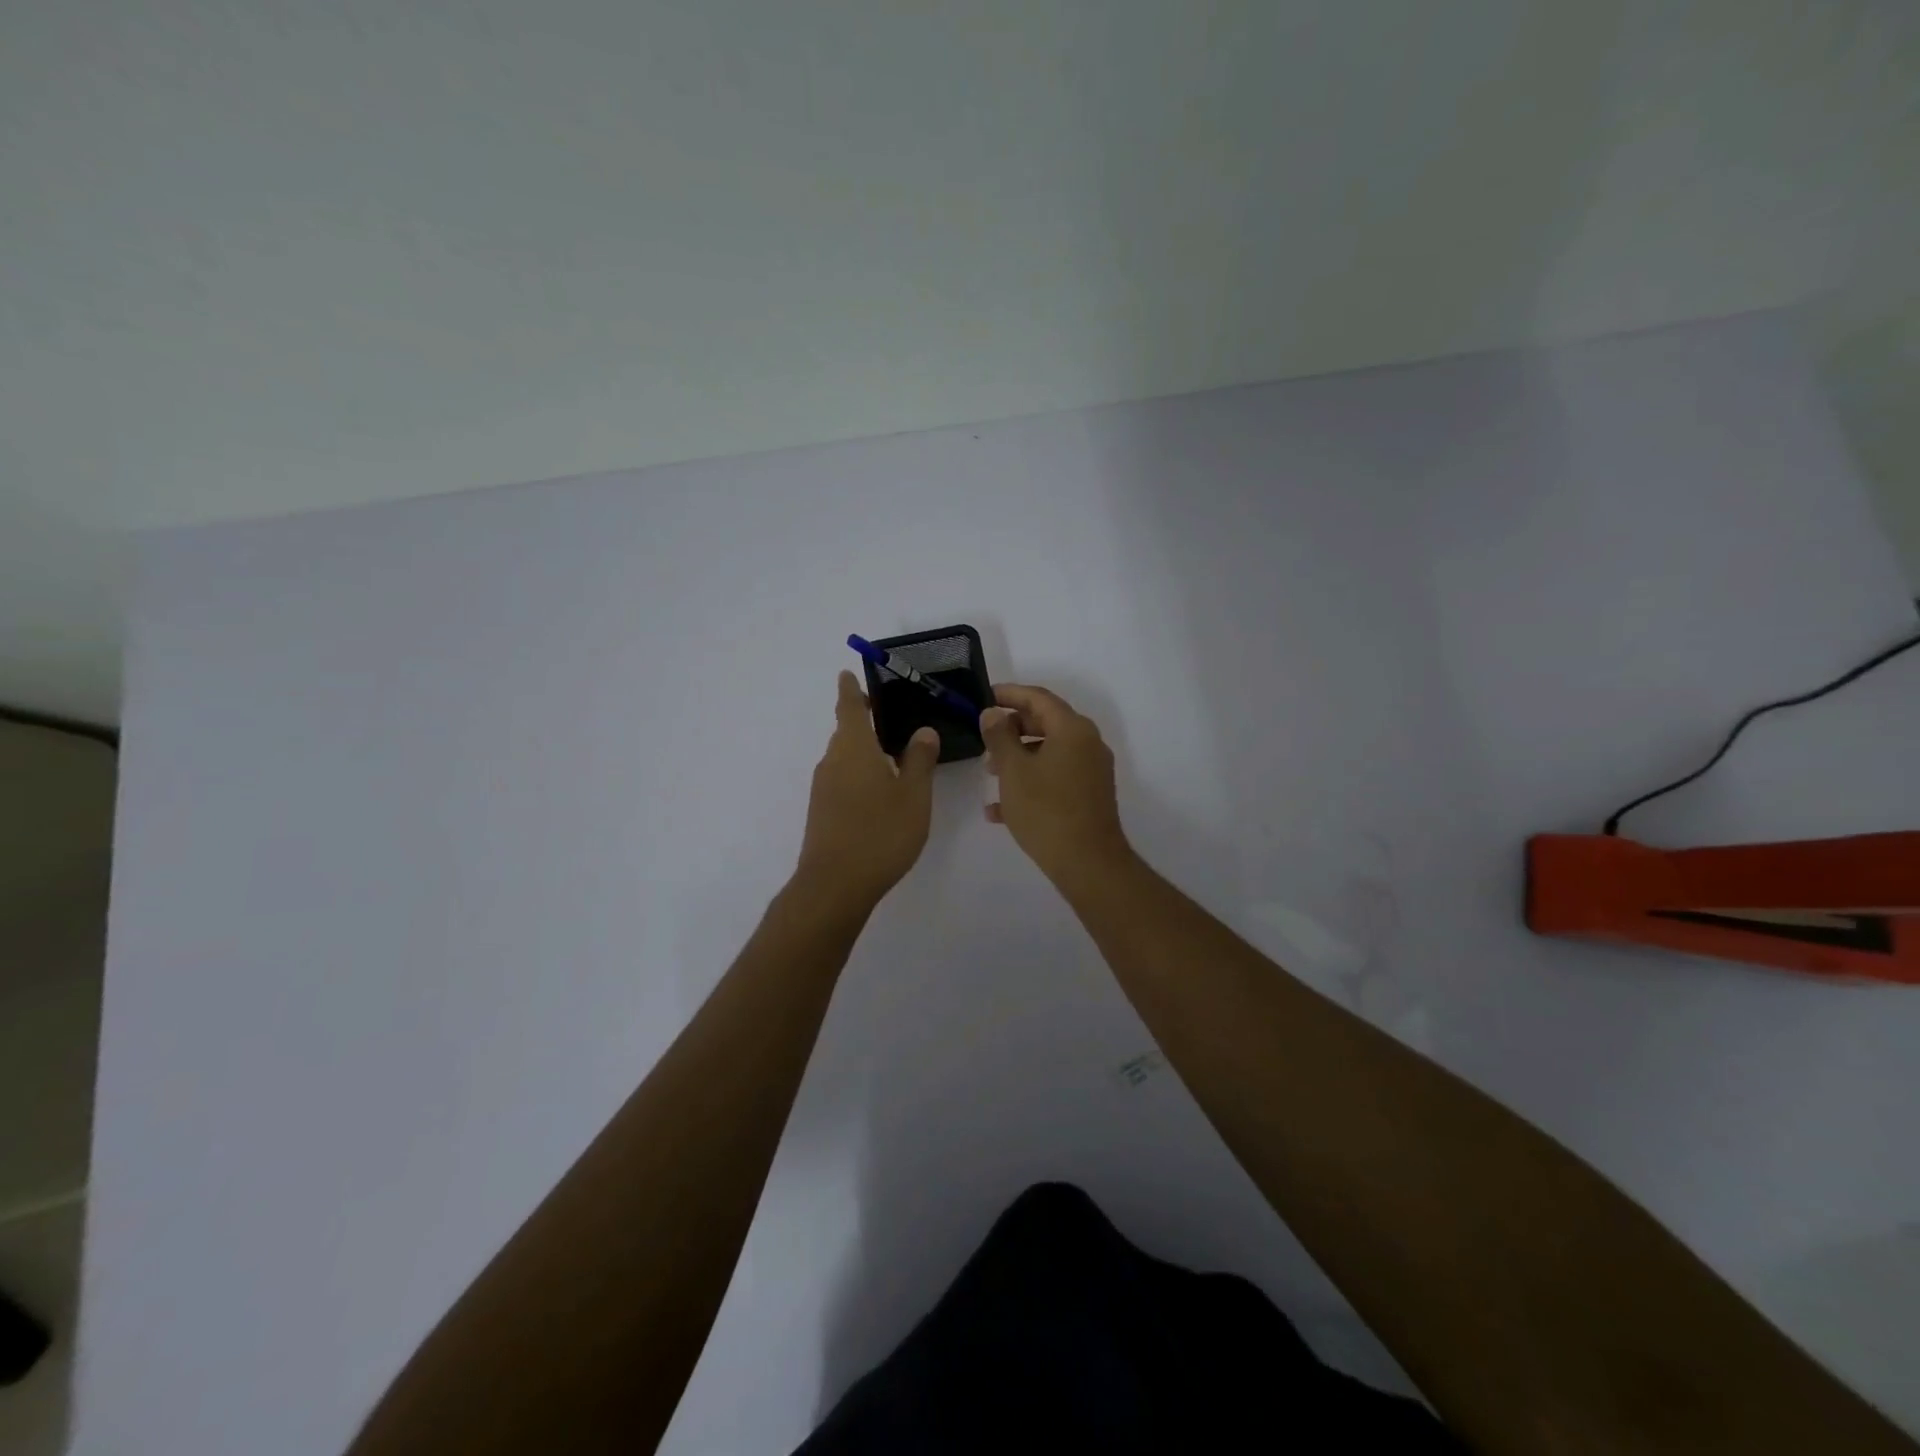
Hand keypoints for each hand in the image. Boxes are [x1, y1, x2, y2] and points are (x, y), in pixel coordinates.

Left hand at [794, 671, 940, 908]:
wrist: (835, 884)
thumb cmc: (880, 832)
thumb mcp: (913, 795)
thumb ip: (920, 760)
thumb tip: (923, 731)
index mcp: (853, 748)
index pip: (848, 706)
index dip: (850, 689)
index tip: (848, 673)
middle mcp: (832, 761)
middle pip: (845, 731)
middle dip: (863, 720)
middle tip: (891, 716)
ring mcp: (823, 788)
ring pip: (844, 757)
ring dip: (864, 749)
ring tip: (894, 754)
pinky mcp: (822, 811)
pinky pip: (842, 778)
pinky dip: (859, 773)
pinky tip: (880, 790)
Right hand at [980, 684, 1131, 885]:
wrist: (1087, 863)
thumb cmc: (1046, 810)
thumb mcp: (1013, 770)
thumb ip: (999, 736)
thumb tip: (992, 713)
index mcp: (1073, 729)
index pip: (1038, 698)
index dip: (1009, 694)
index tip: (985, 697)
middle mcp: (1088, 743)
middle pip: (1046, 723)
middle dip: (1012, 729)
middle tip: (984, 738)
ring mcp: (1091, 770)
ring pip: (1049, 752)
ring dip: (1018, 757)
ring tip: (989, 773)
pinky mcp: (1089, 795)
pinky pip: (1056, 777)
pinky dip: (1031, 782)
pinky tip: (1000, 809)